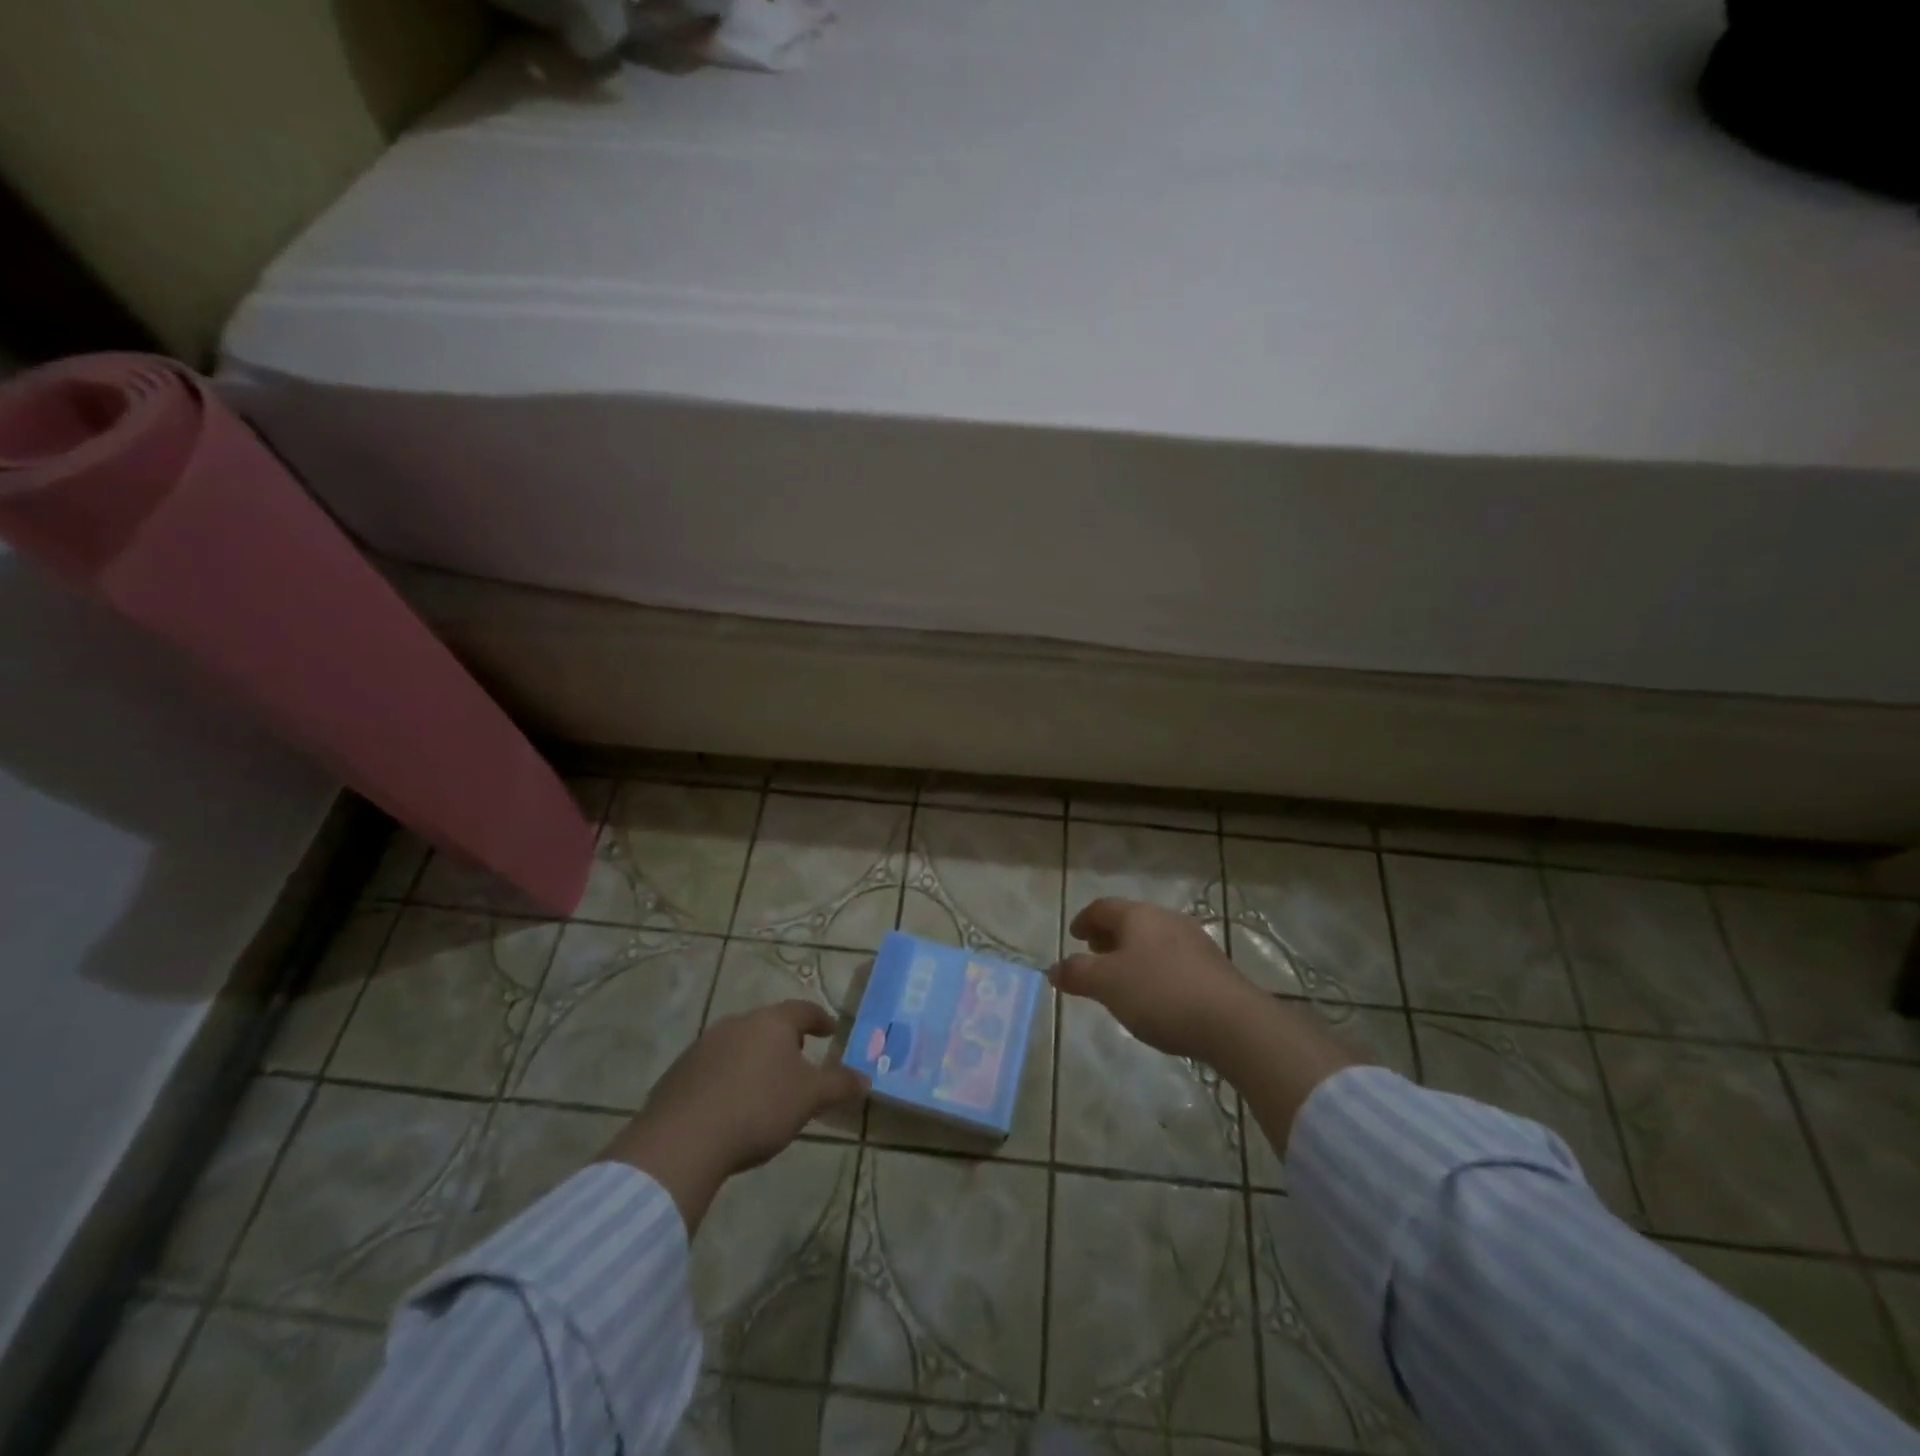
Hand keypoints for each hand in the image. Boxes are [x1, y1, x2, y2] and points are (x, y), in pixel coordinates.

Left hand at [600, 1000, 867, 1228]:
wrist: (682, 1141)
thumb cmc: (757, 1108)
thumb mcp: (809, 1099)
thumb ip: (839, 1085)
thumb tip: (866, 1078)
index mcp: (771, 1023)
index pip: (802, 1010)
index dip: (819, 1019)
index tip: (830, 1029)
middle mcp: (736, 1024)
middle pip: (768, 1025)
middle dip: (785, 1040)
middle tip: (799, 1060)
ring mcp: (703, 1047)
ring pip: (738, 1045)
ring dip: (754, 1060)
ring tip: (765, 1086)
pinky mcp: (678, 1074)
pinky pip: (712, 1069)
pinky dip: (727, 1080)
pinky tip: (730, 1107)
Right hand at [1050, 898, 1260, 1061]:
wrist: (1232, 1022)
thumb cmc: (1160, 994)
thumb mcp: (1107, 985)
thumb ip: (1077, 974)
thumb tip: (1053, 969)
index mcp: (1138, 915)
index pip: (1102, 907)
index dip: (1084, 919)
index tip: (1073, 936)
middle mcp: (1167, 919)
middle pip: (1130, 920)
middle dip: (1108, 936)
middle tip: (1094, 955)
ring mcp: (1194, 941)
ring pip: (1153, 939)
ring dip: (1132, 953)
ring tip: (1122, 979)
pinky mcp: (1213, 967)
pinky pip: (1173, 959)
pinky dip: (1154, 968)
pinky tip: (1155, 995)